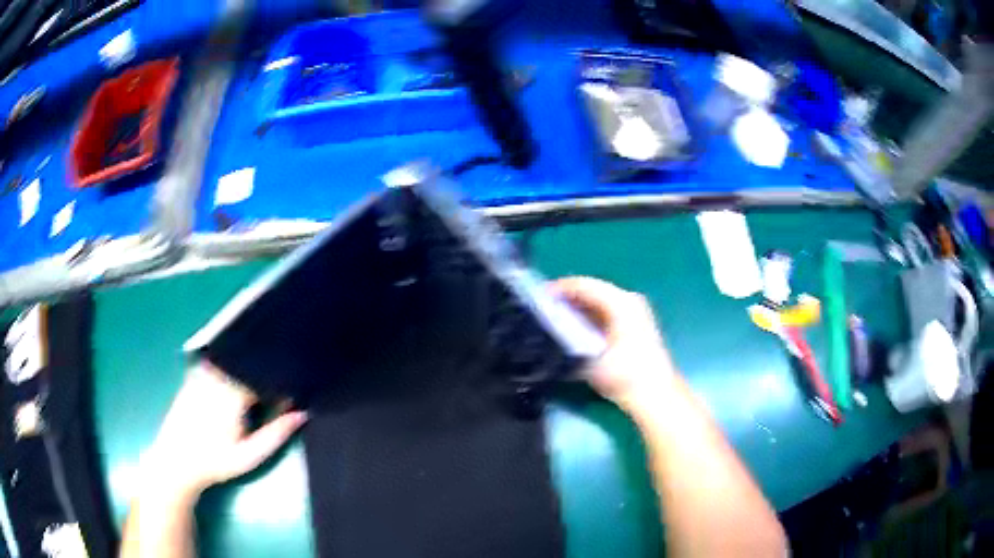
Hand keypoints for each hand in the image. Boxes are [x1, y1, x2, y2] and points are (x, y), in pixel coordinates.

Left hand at [143, 362, 307, 500]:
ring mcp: (203, 372)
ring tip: (254, 393)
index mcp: (233, 392)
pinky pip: (219, 363)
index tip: (294, 389)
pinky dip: (232, 369)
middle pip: (250, 363)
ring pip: (234, 361)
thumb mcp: (250, 455)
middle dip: (265, 372)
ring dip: (248, 370)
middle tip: (276, 391)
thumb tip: (303, 412)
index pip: (265, 374)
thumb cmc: (215, 462)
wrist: (177, 461)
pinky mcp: (194, 374)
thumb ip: (276, 433)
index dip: (282, 379)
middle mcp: (218, 375)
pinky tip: (234, 387)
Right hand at [554, 276, 675, 410]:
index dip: (560, 289)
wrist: (654, 394)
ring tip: (554, 319)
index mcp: (621, 302)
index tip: (539, 298)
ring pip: (599, 302)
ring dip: (578, 309)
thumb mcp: (589, 357)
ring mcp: (635, 312)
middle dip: (567, 299)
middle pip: (592, 291)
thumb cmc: (623, 374)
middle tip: (544, 309)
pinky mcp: (635, 325)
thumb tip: (550, 331)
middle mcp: (629, 300)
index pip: (584, 285)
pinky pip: (606, 313)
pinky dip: (589, 317)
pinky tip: (575, 330)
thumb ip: (568, 339)